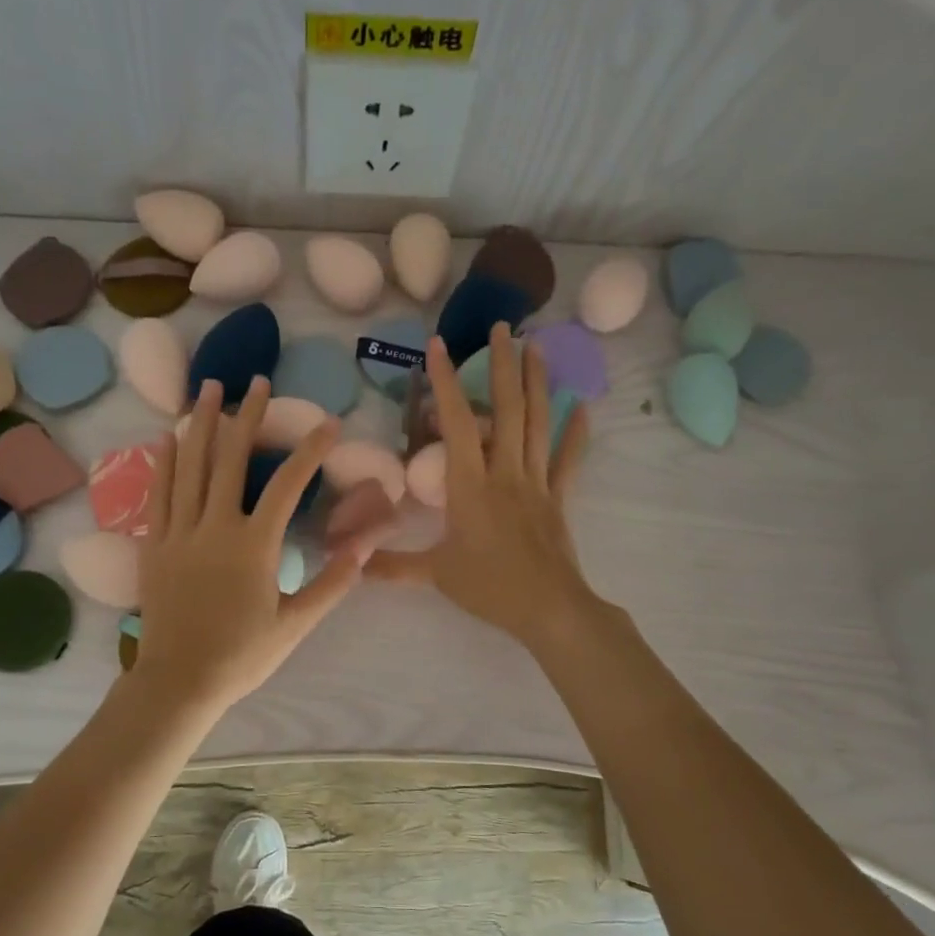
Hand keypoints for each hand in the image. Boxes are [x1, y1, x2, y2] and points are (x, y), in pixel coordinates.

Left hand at [132, 375, 369, 712]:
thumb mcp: (295, 624)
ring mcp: (179, 533)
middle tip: (258, 381)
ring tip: (210, 388)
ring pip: (190, 467)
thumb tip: (365, 547)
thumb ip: (332, 583)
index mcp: (253, 545)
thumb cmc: (242, 655)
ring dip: (202, 424)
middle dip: (248, 416)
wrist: (179, 681)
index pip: (286, 484)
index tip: (328, 423)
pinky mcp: (154, 545)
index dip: (309, 450)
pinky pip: (159, 494)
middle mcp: (214, 527)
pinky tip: (169, 436)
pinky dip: (164, 462)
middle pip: (231, 459)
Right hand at [368, 325, 595, 651]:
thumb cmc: (489, 586)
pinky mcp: (558, 498)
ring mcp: (536, 482)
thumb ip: (393, 566)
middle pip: (506, 409)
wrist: (549, 608)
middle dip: (503, 365)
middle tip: (503, 327)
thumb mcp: (435, 574)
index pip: (455, 423)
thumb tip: (352, 565)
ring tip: (538, 346)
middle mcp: (504, 472)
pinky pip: (568, 460)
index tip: (438, 346)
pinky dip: (575, 433)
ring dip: (537, 383)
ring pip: (538, 424)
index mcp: (470, 484)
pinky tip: (582, 407)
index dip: (444, 382)